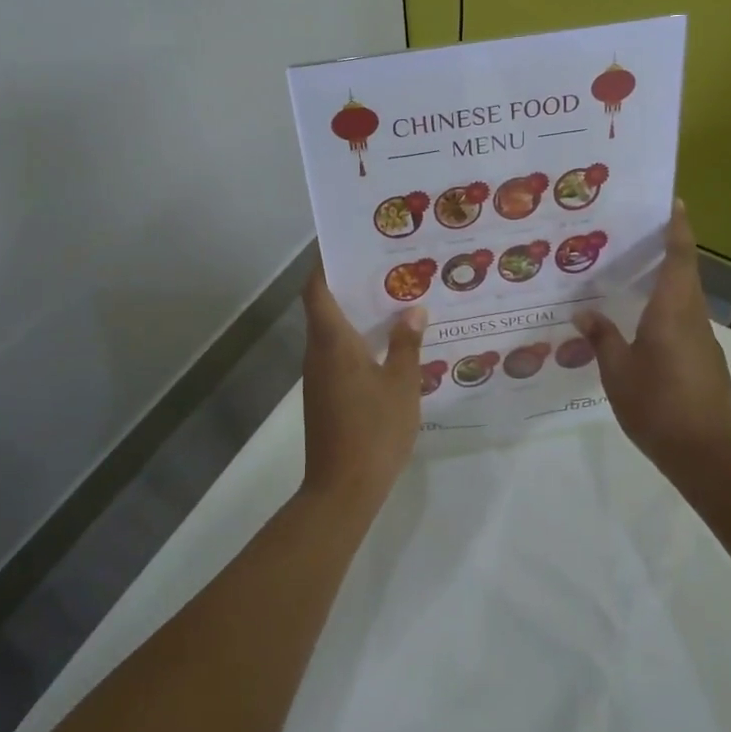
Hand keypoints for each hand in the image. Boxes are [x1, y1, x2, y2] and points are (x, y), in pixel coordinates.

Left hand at [300, 267, 425, 507]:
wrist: (343, 488)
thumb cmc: (374, 429)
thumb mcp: (401, 384)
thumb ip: (406, 344)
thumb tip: (413, 310)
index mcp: (332, 342)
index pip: (317, 289)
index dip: (325, 263)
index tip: (346, 243)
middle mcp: (318, 353)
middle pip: (324, 307)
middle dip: (350, 285)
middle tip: (387, 268)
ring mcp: (318, 377)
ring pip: (332, 333)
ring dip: (356, 315)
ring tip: (394, 301)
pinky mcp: (324, 396)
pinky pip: (338, 355)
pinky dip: (357, 342)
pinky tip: (387, 346)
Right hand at [574, 201, 730, 466]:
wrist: (703, 454)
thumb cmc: (655, 405)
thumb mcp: (617, 371)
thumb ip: (601, 337)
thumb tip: (583, 311)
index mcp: (672, 312)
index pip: (680, 258)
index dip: (678, 228)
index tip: (674, 202)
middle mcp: (693, 319)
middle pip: (686, 274)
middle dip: (669, 250)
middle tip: (637, 237)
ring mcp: (705, 341)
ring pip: (687, 300)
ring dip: (668, 283)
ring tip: (634, 279)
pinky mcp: (708, 362)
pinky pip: (687, 324)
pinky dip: (669, 312)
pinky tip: (646, 328)